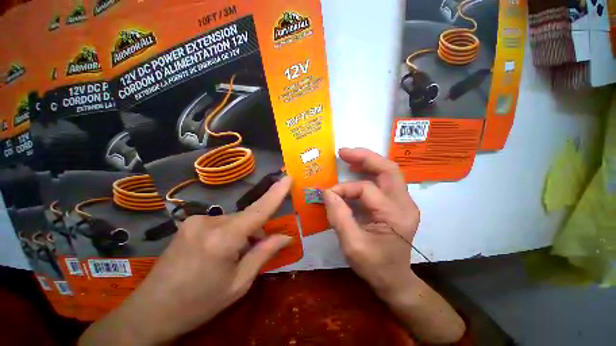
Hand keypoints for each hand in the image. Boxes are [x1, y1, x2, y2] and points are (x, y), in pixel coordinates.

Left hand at [79, 177, 293, 345]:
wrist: (150, 312)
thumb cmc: (199, 303)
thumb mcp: (238, 284)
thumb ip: (263, 254)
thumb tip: (285, 237)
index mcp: (223, 239)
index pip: (259, 211)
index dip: (276, 193)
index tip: (288, 178)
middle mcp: (209, 222)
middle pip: (246, 218)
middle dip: (256, 231)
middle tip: (255, 251)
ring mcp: (196, 220)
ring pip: (234, 220)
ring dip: (242, 233)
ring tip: (233, 257)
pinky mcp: (189, 223)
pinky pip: (221, 222)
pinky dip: (229, 232)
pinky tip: (219, 252)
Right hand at [324, 148, 464, 343]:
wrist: (394, 280)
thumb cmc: (374, 266)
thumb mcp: (352, 245)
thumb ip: (338, 216)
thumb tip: (327, 192)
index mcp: (395, 215)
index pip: (366, 189)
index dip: (344, 189)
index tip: (327, 195)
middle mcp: (405, 204)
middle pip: (388, 169)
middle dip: (364, 157)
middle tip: (343, 152)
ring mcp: (404, 202)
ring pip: (388, 171)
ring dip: (368, 161)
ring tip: (349, 157)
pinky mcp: (398, 203)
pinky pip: (384, 181)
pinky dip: (370, 172)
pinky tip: (357, 170)